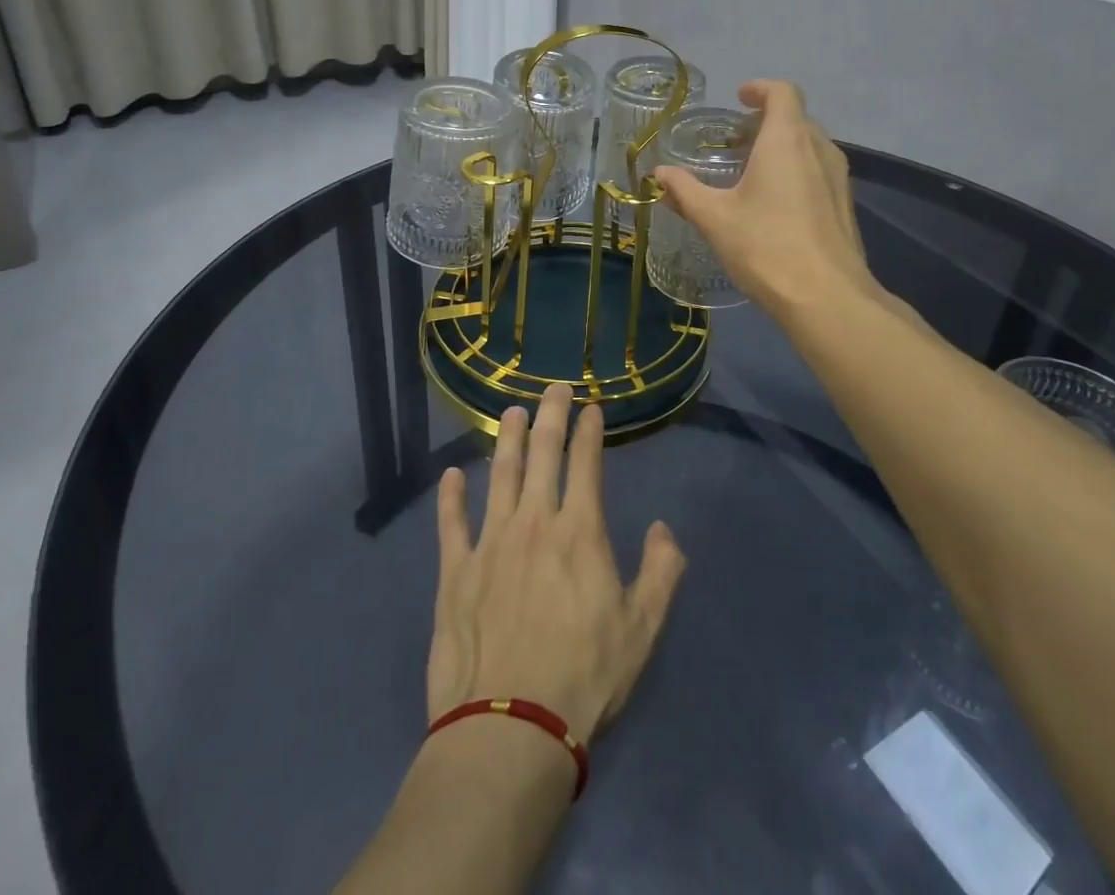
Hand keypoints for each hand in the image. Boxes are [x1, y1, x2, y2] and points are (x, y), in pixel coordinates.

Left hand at [428, 384, 685, 744]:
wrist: (510, 727)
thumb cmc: (584, 677)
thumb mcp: (642, 630)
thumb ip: (661, 573)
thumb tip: (664, 529)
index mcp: (579, 531)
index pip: (586, 463)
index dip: (589, 430)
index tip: (591, 407)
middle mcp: (534, 521)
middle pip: (542, 453)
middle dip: (550, 414)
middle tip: (554, 387)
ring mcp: (490, 542)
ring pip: (499, 474)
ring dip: (507, 439)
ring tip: (511, 412)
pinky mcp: (455, 571)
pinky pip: (451, 522)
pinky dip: (450, 495)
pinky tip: (451, 475)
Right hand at [653, 80, 876, 319]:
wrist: (827, 298)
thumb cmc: (765, 247)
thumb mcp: (714, 218)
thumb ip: (685, 191)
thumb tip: (659, 173)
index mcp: (787, 140)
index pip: (783, 93)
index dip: (760, 89)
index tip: (740, 98)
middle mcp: (819, 149)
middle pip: (796, 118)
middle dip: (766, 121)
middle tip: (736, 140)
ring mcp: (838, 178)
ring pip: (810, 146)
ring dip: (783, 146)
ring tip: (753, 171)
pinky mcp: (845, 205)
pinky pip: (820, 171)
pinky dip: (797, 171)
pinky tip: (776, 203)